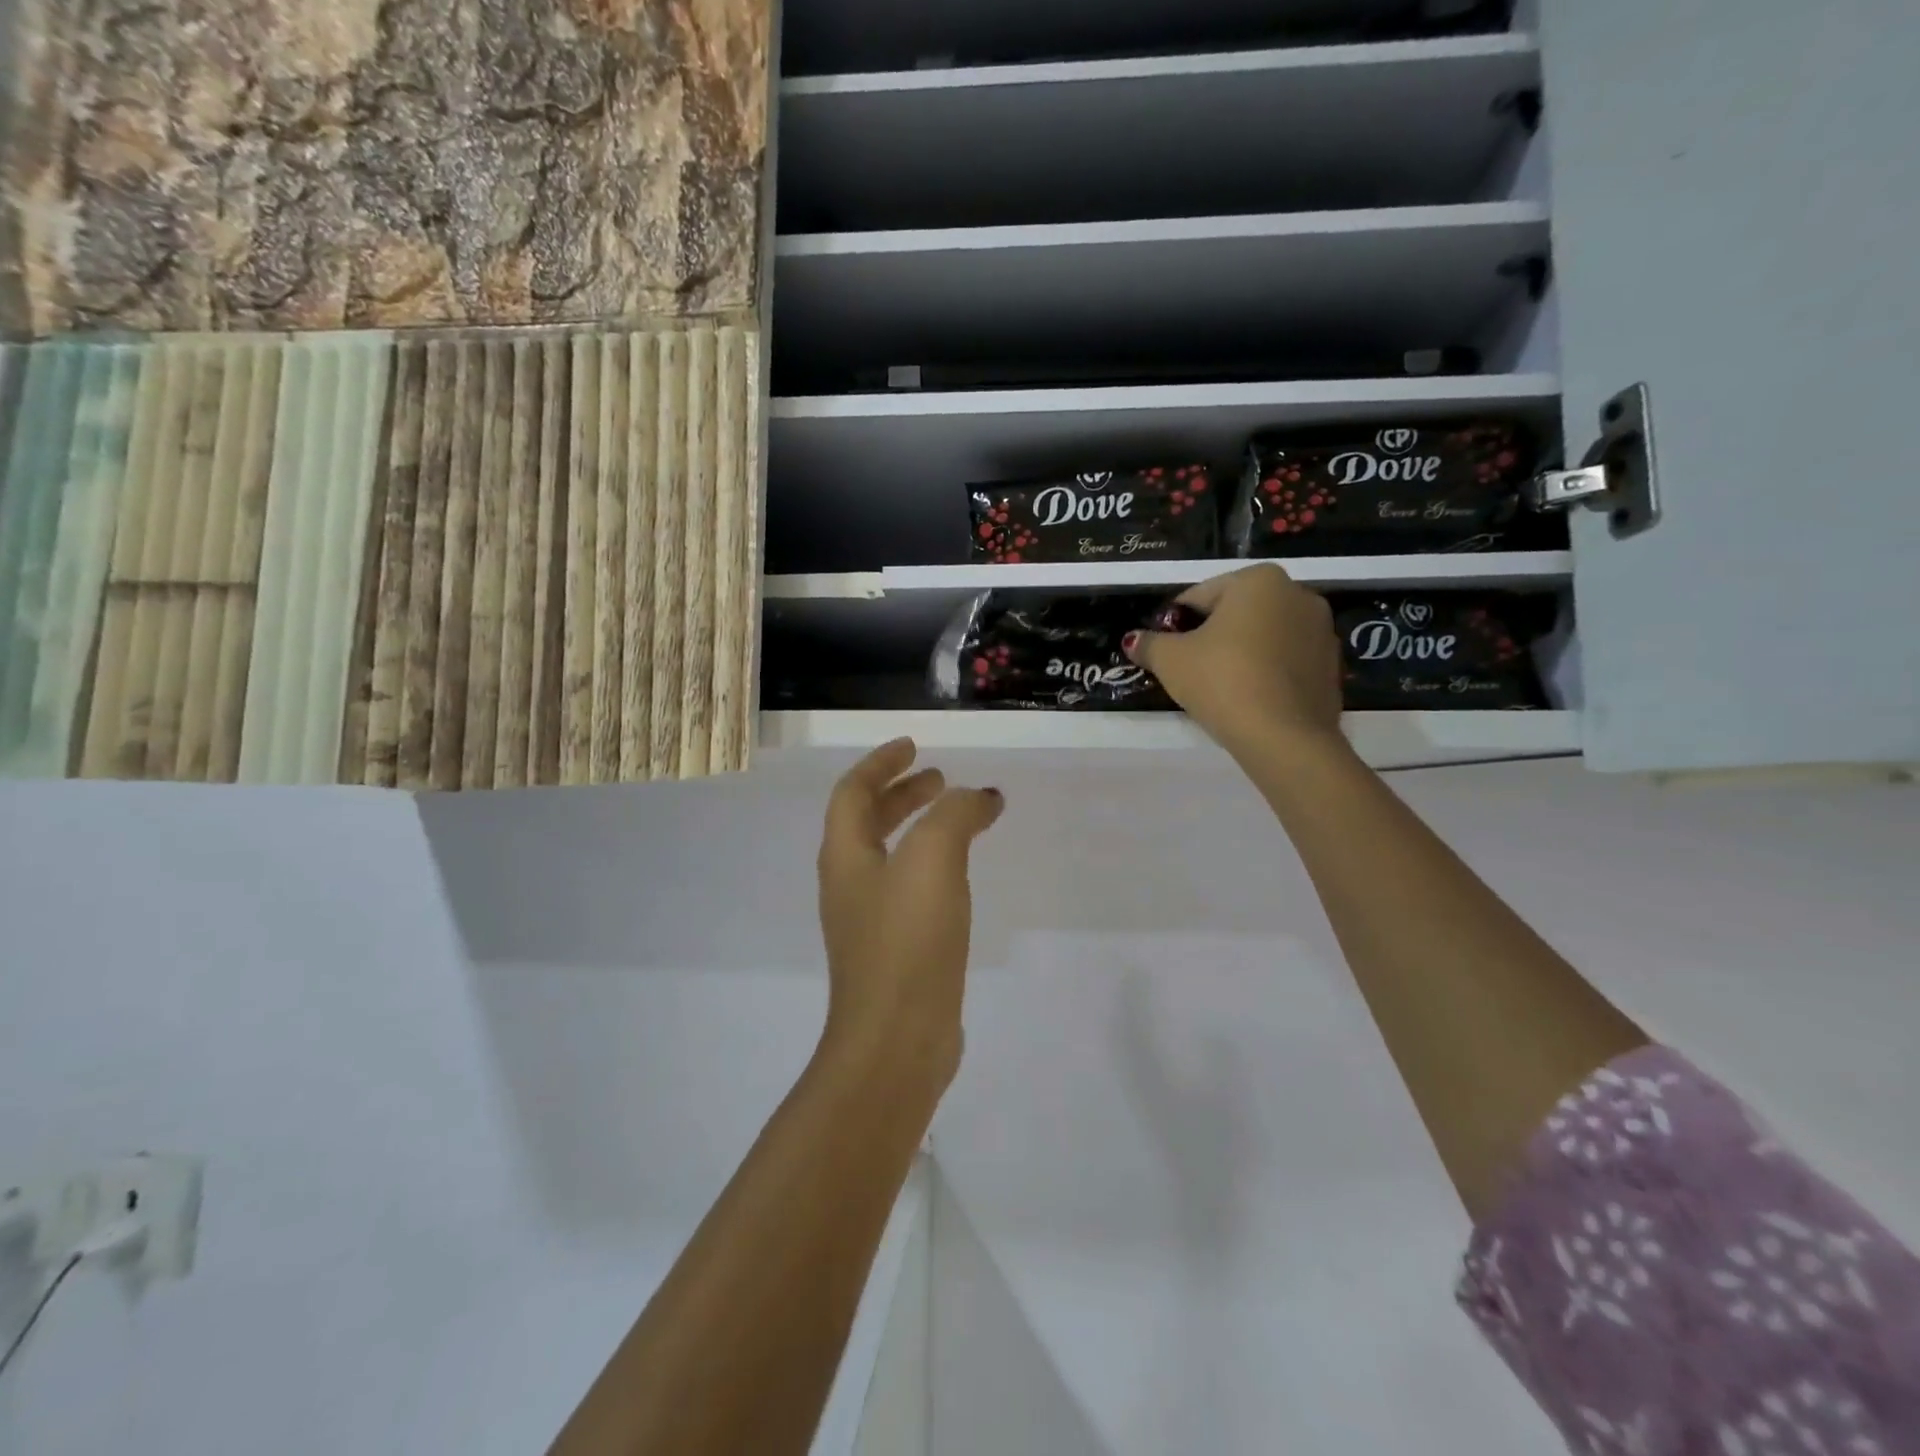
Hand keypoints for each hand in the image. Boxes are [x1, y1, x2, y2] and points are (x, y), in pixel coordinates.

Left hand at [815, 739, 1004, 1093]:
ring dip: (919, 828)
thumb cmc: (908, 941)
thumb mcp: (933, 860)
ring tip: (958, 820)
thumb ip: (955, 816)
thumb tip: (979, 797)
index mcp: (845, 857)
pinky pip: (909, 889)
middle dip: (902, 794)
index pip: (853, 792)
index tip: (914, 746)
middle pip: (868, 822)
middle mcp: (849, 885)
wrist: (898, 1040)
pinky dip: (932, 866)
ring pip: (890, 856)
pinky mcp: (893, 952)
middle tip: (941, 780)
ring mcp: (868, 922)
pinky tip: (959, 877)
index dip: (881, 763)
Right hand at [1124, 563, 1343, 758]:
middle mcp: (1298, 594)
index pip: (1199, 596)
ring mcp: (1322, 630)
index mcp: (1258, 580)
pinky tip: (1248, 699)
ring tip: (1218, 687)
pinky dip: (1265, 673)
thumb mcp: (1170, 661)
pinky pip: (1285, 662)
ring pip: (1263, 637)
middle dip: (1211, 636)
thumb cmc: (1222, 681)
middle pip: (1235, 613)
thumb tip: (1133, 640)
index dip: (1174, 625)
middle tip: (1189, 670)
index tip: (1164, 651)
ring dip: (1240, 653)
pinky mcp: (1331, 666)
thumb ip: (1149, 644)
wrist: (1284, 736)